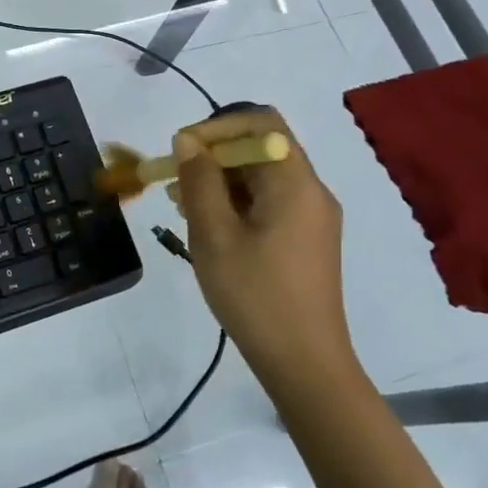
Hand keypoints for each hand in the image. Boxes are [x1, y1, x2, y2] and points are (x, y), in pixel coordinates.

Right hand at [170, 109, 359, 383]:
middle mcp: (311, 190)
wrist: (305, 365)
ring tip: (184, 206)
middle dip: (214, 155)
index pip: (260, 122)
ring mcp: (312, 216)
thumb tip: (188, 140)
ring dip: (221, 180)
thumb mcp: (214, 235)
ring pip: (262, 175)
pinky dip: (237, 202)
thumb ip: (199, 181)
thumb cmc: (256, 295)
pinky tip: (209, 227)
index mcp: (295, 182)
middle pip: (261, 147)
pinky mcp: (306, 239)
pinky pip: (269, 201)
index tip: (182, 150)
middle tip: (176, 181)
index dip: (218, 126)